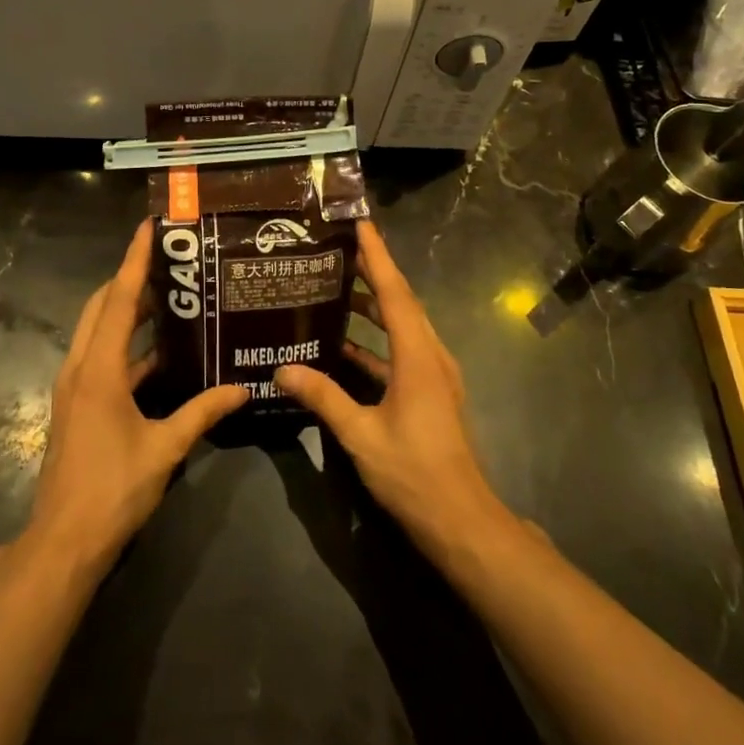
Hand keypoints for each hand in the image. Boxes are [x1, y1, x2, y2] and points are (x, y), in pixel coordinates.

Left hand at [25, 221, 247, 576]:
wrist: (63, 541)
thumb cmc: (112, 489)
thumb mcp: (165, 448)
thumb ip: (203, 413)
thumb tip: (242, 388)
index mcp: (99, 369)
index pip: (119, 300)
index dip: (135, 261)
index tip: (148, 228)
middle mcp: (81, 367)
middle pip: (102, 306)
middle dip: (129, 278)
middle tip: (166, 258)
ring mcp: (75, 386)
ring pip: (98, 331)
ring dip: (126, 310)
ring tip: (168, 294)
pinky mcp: (77, 404)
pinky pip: (102, 357)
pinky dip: (126, 344)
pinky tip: (159, 351)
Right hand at [275, 220, 512, 565]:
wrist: (461, 521)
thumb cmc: (414, 473)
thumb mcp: (361, 435)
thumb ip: (322, 397)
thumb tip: (282, 368)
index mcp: (418, 356)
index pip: (394, 292)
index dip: (377, 256)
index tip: (360, 223)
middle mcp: (430, 356)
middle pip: (400, 302)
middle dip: (373, 272)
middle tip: (337, 248)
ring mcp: (433, 376)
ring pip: (401, 327)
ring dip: (373, 306)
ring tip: (336, 288)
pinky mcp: (428, 394)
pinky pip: (399, 353)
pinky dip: (373, 343)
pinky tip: (342, 347)